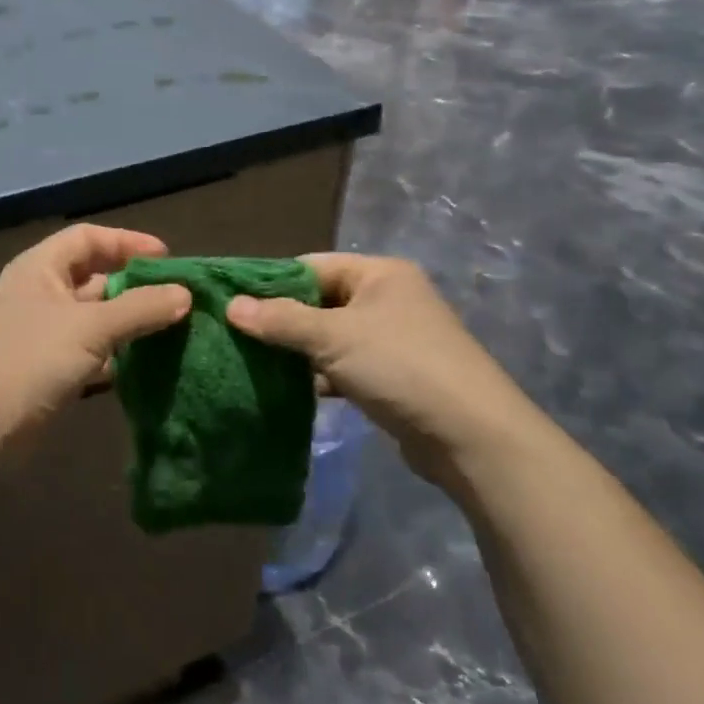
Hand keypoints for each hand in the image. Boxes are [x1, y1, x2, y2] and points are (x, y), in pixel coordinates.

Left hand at [0, 224, 191, 438]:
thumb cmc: (32, 359)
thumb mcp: (91, 327)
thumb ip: (140, 308)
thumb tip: (185, 294)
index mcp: (40, 267)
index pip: (87, 238)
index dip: (127, 242)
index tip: (167, 258)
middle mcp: (39, 292)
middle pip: (93, 276)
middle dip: (133, 284)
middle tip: (174, 296)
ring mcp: (41, 331)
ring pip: (93, 316)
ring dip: (128, 321)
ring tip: (170, 328)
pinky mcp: (46, 367)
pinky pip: (88, 349)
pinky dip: (114, 353)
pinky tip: (144, 363)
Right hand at [225, 253, 550, 488]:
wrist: (473, 437)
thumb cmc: (401, 367)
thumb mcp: (333, 338)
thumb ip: (281, 320)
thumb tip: (231, 305)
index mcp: (379, 273)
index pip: (311, 266)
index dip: (271, 282)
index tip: (232, 301)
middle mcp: (388, 298)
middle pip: (320, 301)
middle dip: (281, 320)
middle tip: (236, 335)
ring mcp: (393, 339)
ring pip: (330, 336)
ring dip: (298, 351)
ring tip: (252, 362)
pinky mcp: (394, 376)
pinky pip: (345, 366)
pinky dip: (320, 375)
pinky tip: (289, 389)